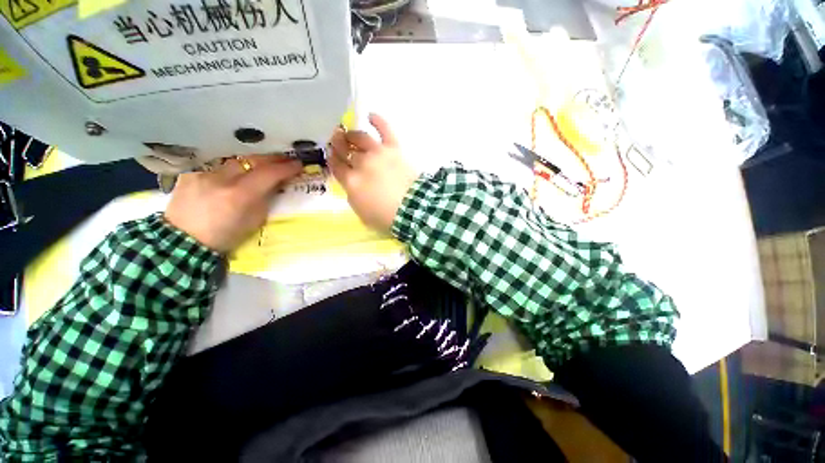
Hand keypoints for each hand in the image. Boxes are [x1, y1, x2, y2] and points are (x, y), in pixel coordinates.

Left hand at [164, 156, 301, 252]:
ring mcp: (205, 172)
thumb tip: (273, 187)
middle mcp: (222, 178)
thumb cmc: (218, 240)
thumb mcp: (247, 227)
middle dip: (269, 158)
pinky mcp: (192, 171)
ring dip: (244, 164)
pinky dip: (221, 170)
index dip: (286, 167)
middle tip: (280, 159)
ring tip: (250, 167)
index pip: (268, 173)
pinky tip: (222, 176)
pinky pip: (213, 165)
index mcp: (238, 196)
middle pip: (252, 159)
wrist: (181, 243)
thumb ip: (261, 204)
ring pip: (232, 161)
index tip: (297, 164)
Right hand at [329, 114, 417, 231]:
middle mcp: (361, 164)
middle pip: (345, 150)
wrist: (413, 209)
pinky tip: (370, 115)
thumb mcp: (361, 212)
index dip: (331, 158)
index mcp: (351, 182)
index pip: (336, 166)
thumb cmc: (386, 217)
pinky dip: (377, 120)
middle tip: (334, 139)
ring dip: (351, 134)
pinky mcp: (394, 147)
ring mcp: (377, 153)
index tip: (330, 154)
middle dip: (337, 143)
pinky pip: (384, 129)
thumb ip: (353, 194)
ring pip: (360, 137)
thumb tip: (351, 182)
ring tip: (348, 132)